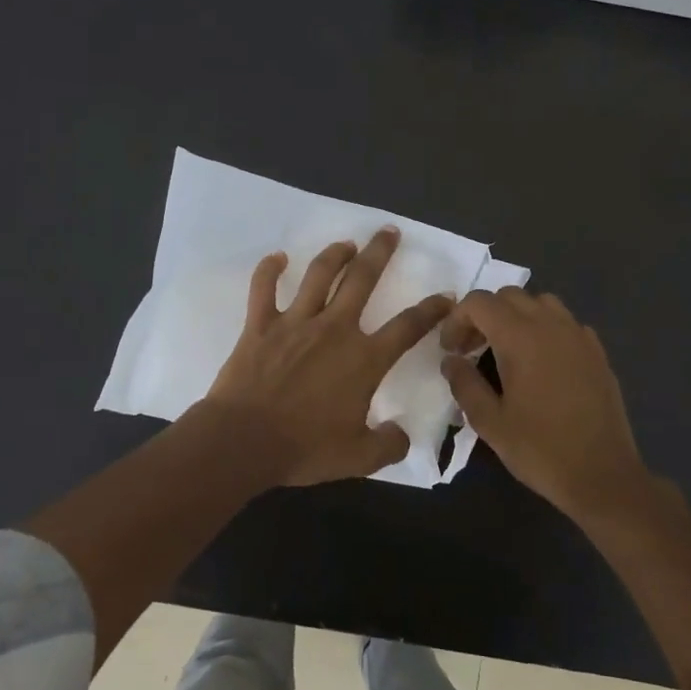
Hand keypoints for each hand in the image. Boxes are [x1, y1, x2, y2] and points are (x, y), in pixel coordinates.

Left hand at [203, 228, 454, 485]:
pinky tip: (278, 258)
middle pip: (362, 279)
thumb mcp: (359, 458)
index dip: (431, 310)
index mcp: (364, 358)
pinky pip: (263, 288)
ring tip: (346, 243)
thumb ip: (388, 445)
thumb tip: (402, 435)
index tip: (446, 296)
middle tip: (389, 231)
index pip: (408, 327)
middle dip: (379, 252)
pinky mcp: (260, 325)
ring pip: (319, 275)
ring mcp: (295, 322)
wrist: (244, 440)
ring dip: (334, 254)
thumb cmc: (304, 447)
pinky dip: (270, 269)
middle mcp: (334, 329)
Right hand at [440, 288, 650, 522]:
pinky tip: (541, 363)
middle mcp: (552, 325)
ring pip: (541, 303)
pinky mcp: (597, 352)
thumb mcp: (490, 422)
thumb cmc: (540, 449)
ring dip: (516, 316)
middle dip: (484, 315)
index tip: (450, 350)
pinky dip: (545, 329)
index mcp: (521, 338)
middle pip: (509, 296)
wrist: (603, 475)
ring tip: (506, 350)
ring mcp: (579, 336)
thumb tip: (451, 360)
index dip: (457, 320)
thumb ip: (464, 384)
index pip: (480, 303)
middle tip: (471, 349)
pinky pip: (565, 323)